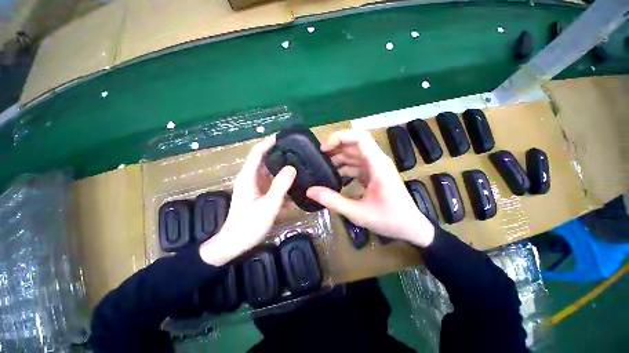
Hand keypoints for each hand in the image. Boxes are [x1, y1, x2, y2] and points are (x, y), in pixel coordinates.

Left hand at [200, 136, 295, 265]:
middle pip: (265, 161)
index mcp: (248, 177)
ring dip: (282, 169)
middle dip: (279, 154)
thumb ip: (280, 186)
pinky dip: (282, 183)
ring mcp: (255, 188)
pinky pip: (272, 184)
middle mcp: (250, 179)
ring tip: (299, 166)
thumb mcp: (268, 205)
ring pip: (270, 173)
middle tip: (297, 152)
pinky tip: (295, 187)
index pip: (257, 153)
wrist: (235, 244)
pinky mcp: (259, 195)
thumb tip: (292, 167)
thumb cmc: (249, 225)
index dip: (268, 142)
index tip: (283, 137)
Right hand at [306, 130, 434, 246]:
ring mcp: (376, 167)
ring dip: (338, 158)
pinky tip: (334, 176)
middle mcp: (377, 161)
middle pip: (354, 143)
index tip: (323, 149)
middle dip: (335, 147)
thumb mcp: (358, 212)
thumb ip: (333, 201)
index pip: (359, 138)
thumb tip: (310, 191)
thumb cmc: (389, 219)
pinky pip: (357, 164)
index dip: (339, 138)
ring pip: (354, 154)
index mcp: (377, 165)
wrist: (411, 227)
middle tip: (318, 158)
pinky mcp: (374, 174)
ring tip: (322, 167)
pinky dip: (344, 167)